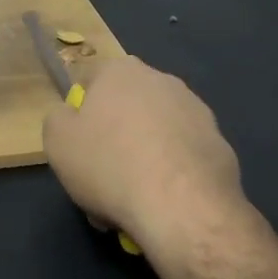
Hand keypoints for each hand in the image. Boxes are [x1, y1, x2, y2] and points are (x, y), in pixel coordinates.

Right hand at [42, 58, 253, 264]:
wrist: (182, 207)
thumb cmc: (109, 164)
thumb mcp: (57, 141)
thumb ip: (58, 118)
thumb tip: (71, 115)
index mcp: (121, 71)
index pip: (90, 80)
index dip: (79, 113)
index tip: (77, 144)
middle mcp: (162, 81)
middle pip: (125, 108)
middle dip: (113, 138)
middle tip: (101, 177)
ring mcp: (197, 111)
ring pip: (154, 134)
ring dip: (141, 158)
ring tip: (131, 200)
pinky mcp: (220, 144)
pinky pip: (181, 156)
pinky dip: (170, 174)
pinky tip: (160, 204)